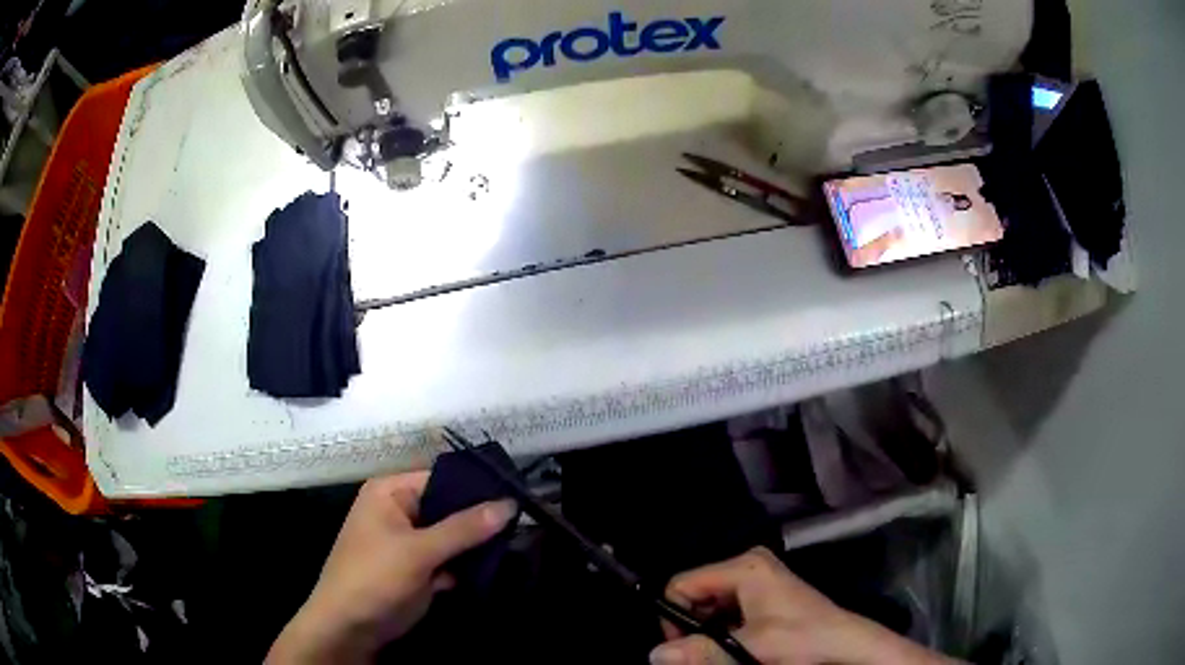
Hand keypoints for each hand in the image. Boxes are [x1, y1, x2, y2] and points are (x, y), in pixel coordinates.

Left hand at [267, 472, 516, 663]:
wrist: (350, 626)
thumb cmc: (375, 576)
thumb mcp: (419, 551)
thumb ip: (464, 528)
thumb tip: (509, 504)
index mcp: (391, 492)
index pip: (441, 478)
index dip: (477, 486)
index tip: (516, 495)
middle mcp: (400, 510)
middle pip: (449, 508)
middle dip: (481, 519)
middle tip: (522, 522)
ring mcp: (409, 541)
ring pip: (452, 536)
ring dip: (477, 545)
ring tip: (516, 544)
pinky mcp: (417, 568)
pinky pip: (449, 559)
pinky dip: (467, 565)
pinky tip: (495, 567)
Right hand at [650, 547, 957, 664]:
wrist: (846, 647)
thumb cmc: (802, 640)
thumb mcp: (749, 648)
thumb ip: (702, 651)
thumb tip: (654, 655)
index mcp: (744, 567)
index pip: (682, 584)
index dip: (675, 617)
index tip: (684, 648)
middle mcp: (748, 565)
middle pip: (696, 595)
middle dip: (695, 627)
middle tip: (706, 653)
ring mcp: (758, 579)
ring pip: (710, 606)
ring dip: (710, 632)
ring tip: (727, 652)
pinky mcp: (765, 595)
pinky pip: (727, 611)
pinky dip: (724, 631)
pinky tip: (739, 646)